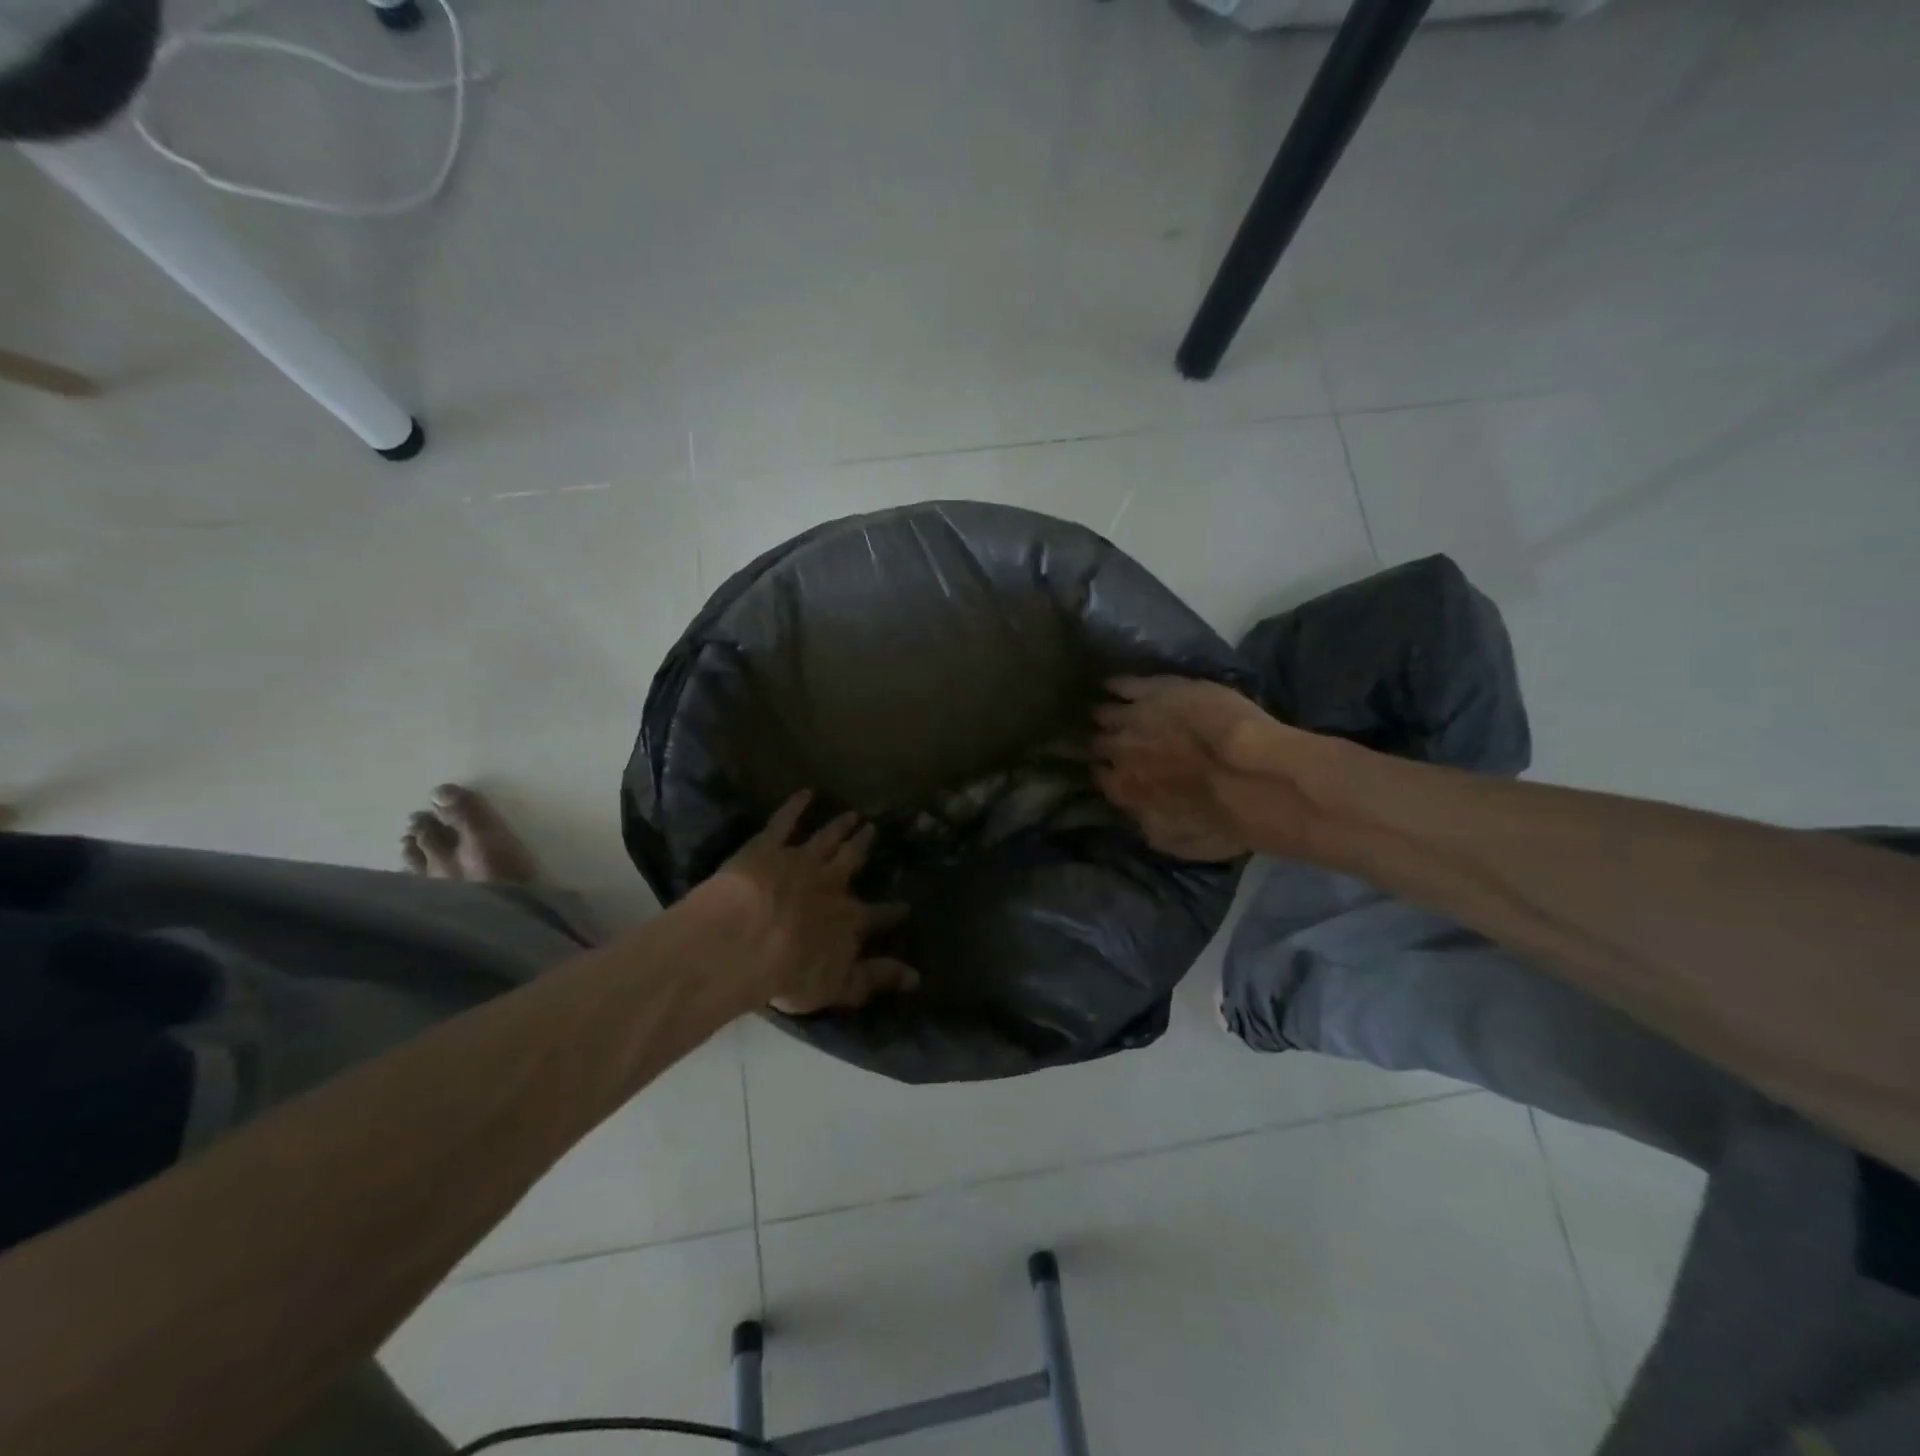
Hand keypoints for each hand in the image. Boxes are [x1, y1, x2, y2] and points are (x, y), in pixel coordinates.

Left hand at [702, 791, 916, 1015]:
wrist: (745, 941)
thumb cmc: (789, 973)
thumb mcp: (839, 987)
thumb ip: (876, 979)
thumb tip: (916, 978)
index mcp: (848, 919)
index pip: (878, 916)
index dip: (892, 913)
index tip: (905, 907)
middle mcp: (831, 883)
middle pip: (851, 861)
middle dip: (863, 846)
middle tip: (874, 829)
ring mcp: (801, 861)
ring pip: (826, 838)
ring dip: (839, 827)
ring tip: (852, 814)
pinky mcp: (768, 847)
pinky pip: (785, 821)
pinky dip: (795, 806)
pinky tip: (804, 793)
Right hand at [1091, 676, 1279, 860]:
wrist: (1253, 779)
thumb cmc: (1219, 822)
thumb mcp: (1174, 840)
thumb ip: (1146, 823)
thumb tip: (1135, 813)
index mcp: (1123, 789)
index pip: (1100, 776)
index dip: (1106, 771)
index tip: (1109, 769)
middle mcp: (1119, 752)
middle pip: (1098, 743)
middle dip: (1101, 742)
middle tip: (1108, 739)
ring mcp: (1135, 717)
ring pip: (1107, 713)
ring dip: (1106, 714)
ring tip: (1106, 712)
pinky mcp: (1158, 690)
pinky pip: (1125, 684)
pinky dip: (1118, 684)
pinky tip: (1113, 684)